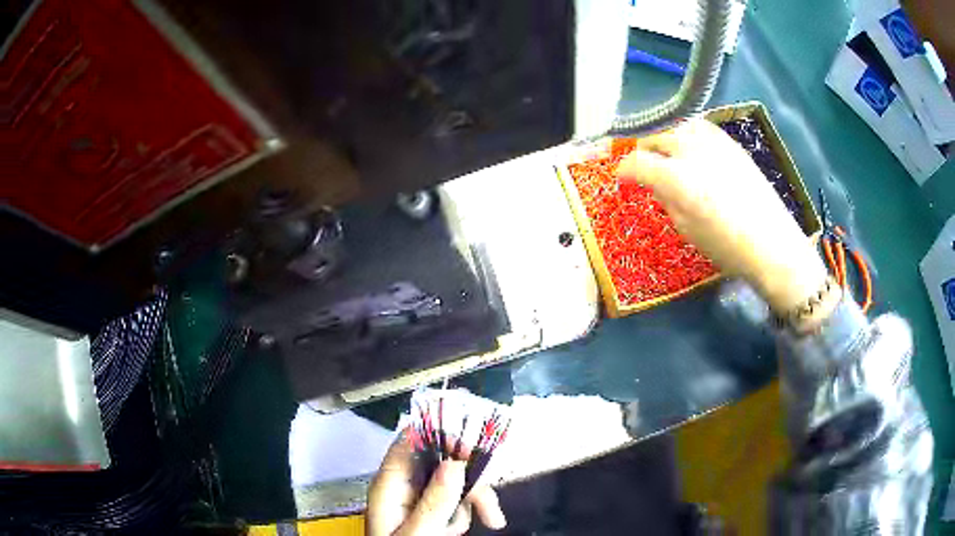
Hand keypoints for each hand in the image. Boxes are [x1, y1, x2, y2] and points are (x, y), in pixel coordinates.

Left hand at [367, 432, 506, 535]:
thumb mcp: (418, 535)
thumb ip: (434, 502)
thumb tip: (454, 463)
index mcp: (389, 484)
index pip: (409, 441)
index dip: (440, 435)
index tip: (473, 451)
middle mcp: (403, 484)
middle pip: (440, 460)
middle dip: (469, 483)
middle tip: (491, 512)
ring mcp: (417, 496)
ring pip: (453, 479)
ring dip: (470, 502)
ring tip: (468, 529)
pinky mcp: (429, 507)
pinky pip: (454, 497)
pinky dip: (464, 513)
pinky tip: (456, 531)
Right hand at [615, 119, 827, 313]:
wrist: (772, 243)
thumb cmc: (727, 246)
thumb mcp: (687, 229)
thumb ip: (667, 199)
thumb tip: (657, 183)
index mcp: (677, 179)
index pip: (637, 162)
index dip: (625, 170)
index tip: (623, 178)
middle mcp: (692, 151)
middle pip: (656, 136)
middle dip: (644, 149)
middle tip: (644, 165)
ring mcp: (714, 143)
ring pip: (678, 126)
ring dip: (667, 138)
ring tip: (668, 155)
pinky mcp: (731, 143)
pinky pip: (701, 129)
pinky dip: (689, 136)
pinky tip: (694, 151)